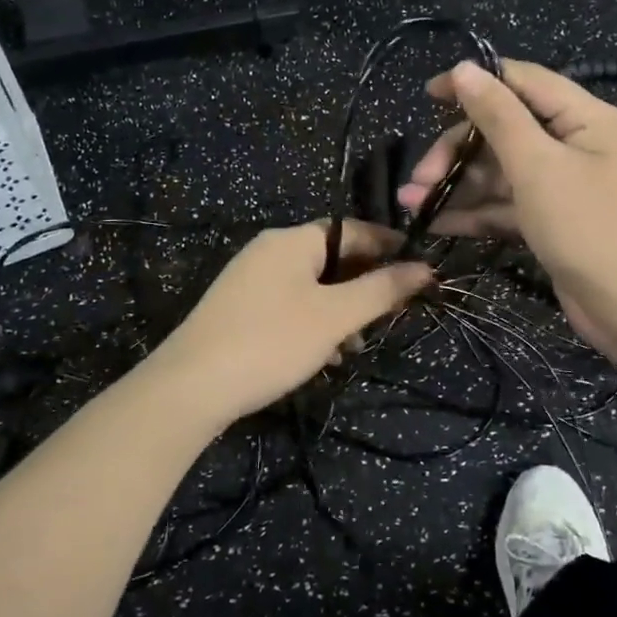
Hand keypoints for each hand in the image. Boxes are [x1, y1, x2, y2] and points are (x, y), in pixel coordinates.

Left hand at [148, 220, 432, 424]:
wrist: (190, 386)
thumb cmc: (271, 341)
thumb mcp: (335, 317)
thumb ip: (382, 290)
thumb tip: (426, 268)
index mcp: (292, 240)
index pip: (354, 230)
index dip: (390, 248)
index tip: (421, 272)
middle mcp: (270, 250)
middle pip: (333, 258)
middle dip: (364, 286)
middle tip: (391, 316)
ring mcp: (251, 279)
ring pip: (312, 285)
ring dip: (340, 311)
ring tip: (355, 346)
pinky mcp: (240, 308)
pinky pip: (290, 304)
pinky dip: (314, 323)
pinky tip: (323, 356)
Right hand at [399, 60, 616, 379]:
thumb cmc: (591, 229)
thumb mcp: (538, 167)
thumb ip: (498, 116)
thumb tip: (465, 68)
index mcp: (588, 119)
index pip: (524, 82)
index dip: (475, 82)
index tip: (428, 94)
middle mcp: (579, 145)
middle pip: (507, 131)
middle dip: (458, 151)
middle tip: (420, 179)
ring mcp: (567, 187)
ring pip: (503, 172)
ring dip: (459, 185)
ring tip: (413, 204)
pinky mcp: (556, 222)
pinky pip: (511, 205)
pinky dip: (478, 213)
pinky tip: (438, 224)